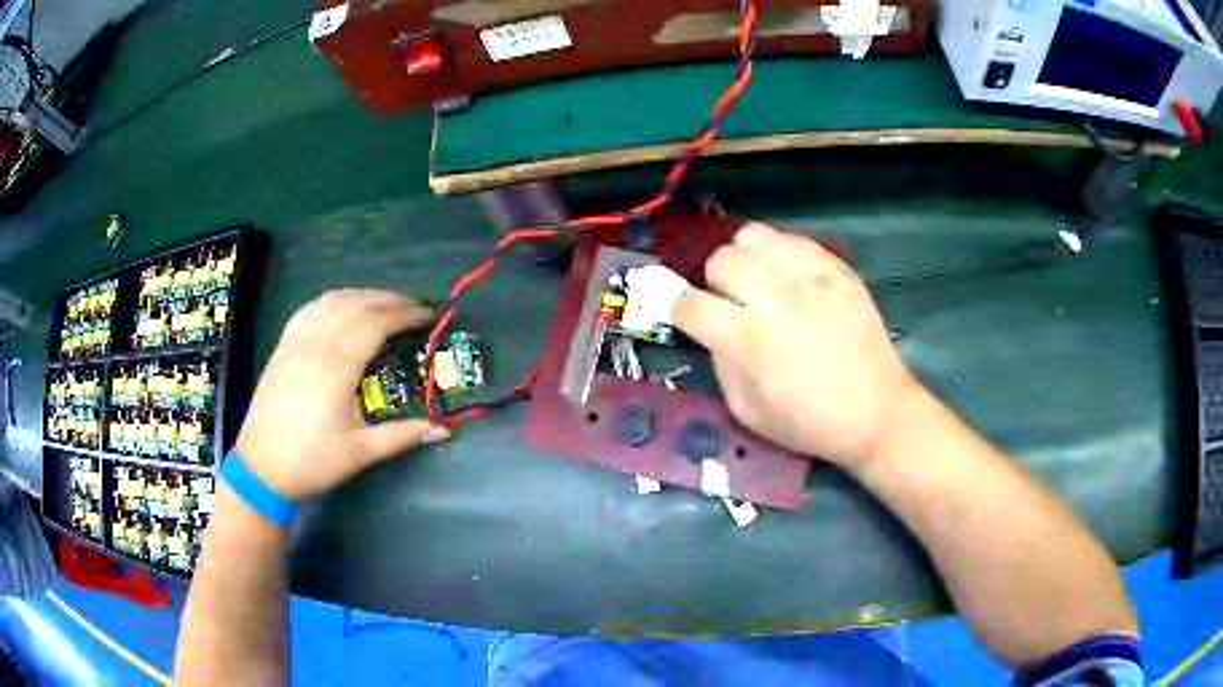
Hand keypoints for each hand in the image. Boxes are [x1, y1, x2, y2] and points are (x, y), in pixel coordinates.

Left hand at [236, 290, 448, 498]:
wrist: (261, 467)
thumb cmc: (312, 461)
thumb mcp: (360, 453)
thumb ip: (402, 435)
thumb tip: (443, 429)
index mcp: (336, 368)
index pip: (375, 323)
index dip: (404, 314)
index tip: (429, 316)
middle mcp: (315, 344)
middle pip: (356, 304)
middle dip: (389, 300)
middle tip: (415, 308)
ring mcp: (295, 341)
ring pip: (332, 300)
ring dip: (363, 295)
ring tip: (385, 304)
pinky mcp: (283, 345)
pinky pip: (311, 308)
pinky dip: (334, 300)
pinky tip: (343, 308)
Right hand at [671, 223, 917, 468]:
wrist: (876, 411)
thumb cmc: (809, 422)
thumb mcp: (746, 411)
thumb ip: (720, 364)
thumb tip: (712, 330)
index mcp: (747, 339)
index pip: (689, 303)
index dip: (676, 307)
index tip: (683, 314)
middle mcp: (774, 296)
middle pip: (720, 260)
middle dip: (714, 283)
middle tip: (732, 304)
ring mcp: (809, 275)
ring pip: (752, 236)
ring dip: (745, 260)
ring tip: (758, 283)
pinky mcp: (836, 267)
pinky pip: (791, 238)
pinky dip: (779, 254)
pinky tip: (789, 279)